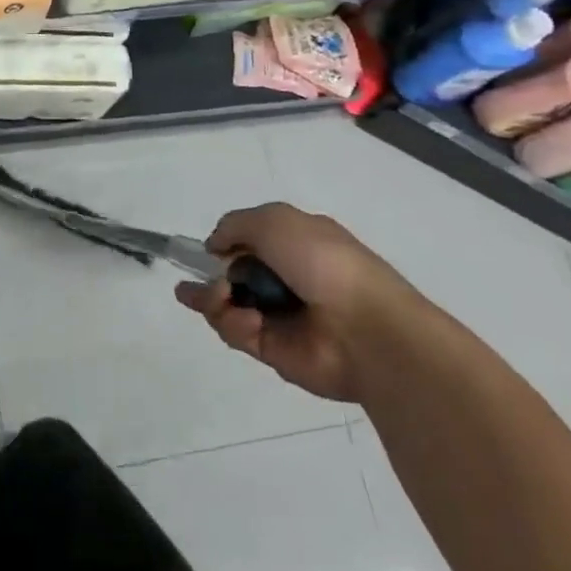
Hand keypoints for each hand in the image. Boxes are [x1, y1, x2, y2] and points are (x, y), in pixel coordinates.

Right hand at [174, 203, 424, 401]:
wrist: (365, 329)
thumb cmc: (324, 262)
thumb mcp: (275, 221)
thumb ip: (234, 225)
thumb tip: (214, 247)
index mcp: (296, 244)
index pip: (251, 241)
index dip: (226, 244)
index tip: (209, 250)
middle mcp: (286, 278)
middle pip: (231, 275)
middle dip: (210, 275)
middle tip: (205, 280)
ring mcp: (279, 316)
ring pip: (226, 304)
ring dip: (213, 298)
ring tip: (219, 297)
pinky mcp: (272, 349)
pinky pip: (236, 332)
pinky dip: (232, 323)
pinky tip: (245, 319)